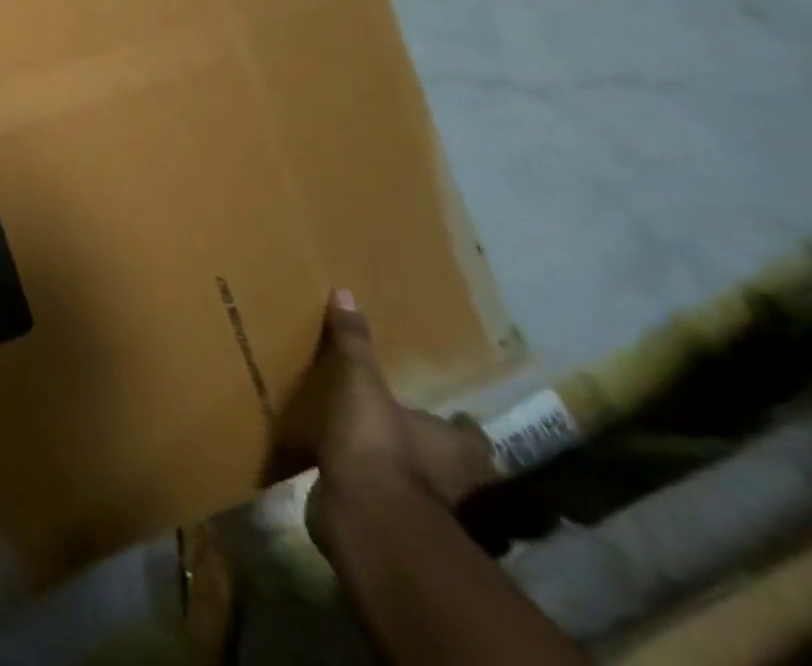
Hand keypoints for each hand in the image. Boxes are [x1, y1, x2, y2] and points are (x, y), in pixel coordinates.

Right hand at [281, 290, 496, 552]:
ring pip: (413, 478)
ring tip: (365, 436)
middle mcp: (448, 480)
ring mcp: (417, 504)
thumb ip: (353, 343)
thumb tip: (346, 292)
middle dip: (427, 443)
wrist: (364, 516)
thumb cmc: (377, 444)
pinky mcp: (384, 519)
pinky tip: (340, 460)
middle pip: (447, 460)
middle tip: (402, 417)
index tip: (452, 413)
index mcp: (454, 449)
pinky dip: (364, 480)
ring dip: (394, 462)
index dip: (462, 425)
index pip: (471, 436)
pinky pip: (377, 493)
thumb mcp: (360, 383)